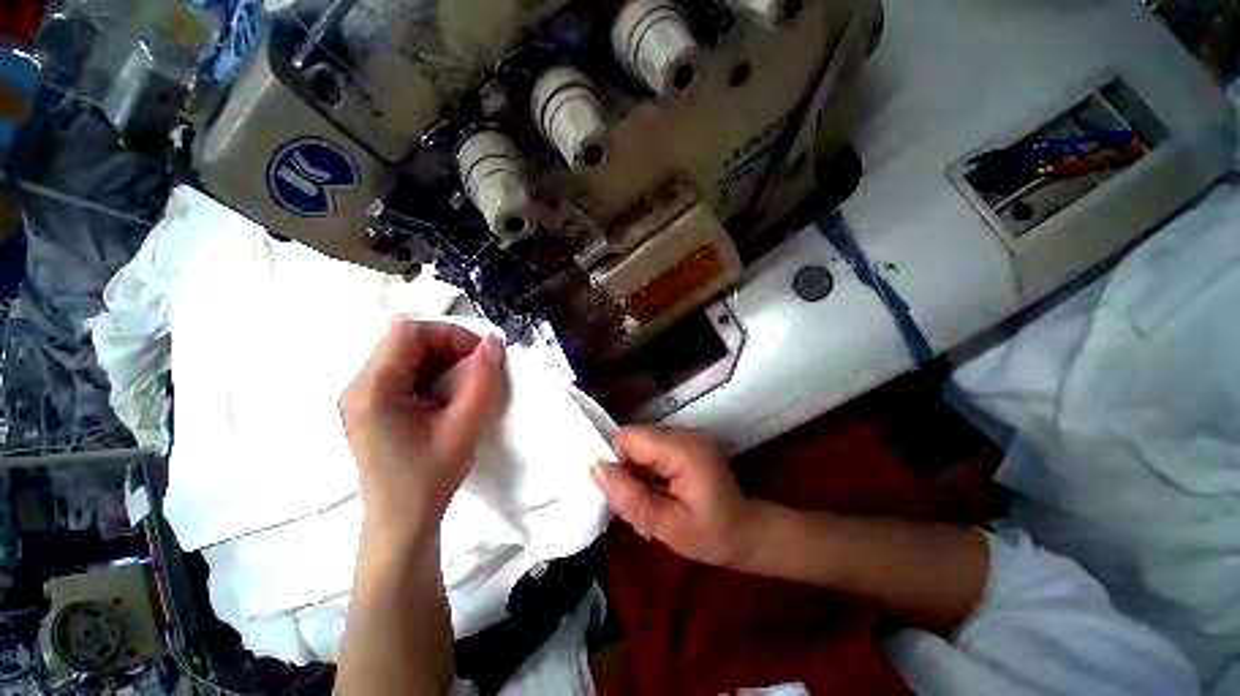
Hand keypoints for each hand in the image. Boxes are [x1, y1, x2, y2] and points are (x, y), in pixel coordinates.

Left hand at [341, 320, 502, 548]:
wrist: (401, 523)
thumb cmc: (430, 478)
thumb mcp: (464, 426)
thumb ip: (481, 380)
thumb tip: (493, 342)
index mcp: (373, 389)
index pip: (409, 332)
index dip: (450, 334)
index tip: (481, 354)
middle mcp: (359, 386)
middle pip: (405, 341)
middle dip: (448, 345)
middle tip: (479, 366)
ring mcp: (362, 396)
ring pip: (406, 354)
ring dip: (442, 359)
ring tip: (466, 381)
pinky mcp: (371, 406)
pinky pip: (403, 372)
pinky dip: (432, 373)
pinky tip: (448, 394)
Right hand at [590, 427, 758, 568]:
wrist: (747, 533)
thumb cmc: (711, 536)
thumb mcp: (667, 526)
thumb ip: (630, 497)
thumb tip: (593, 467)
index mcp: (681, 448)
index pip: (627, 438)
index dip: (618, 464)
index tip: (628, 496)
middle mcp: (682, 432)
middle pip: (632, 441)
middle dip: (627, 472)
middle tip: (641, 507)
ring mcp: (684, 435)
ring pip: (639, 447)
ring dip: (636, 475)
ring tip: (653, 504)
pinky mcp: (684, 443)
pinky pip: (651, 450)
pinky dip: (647, 472)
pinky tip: (659, 495)